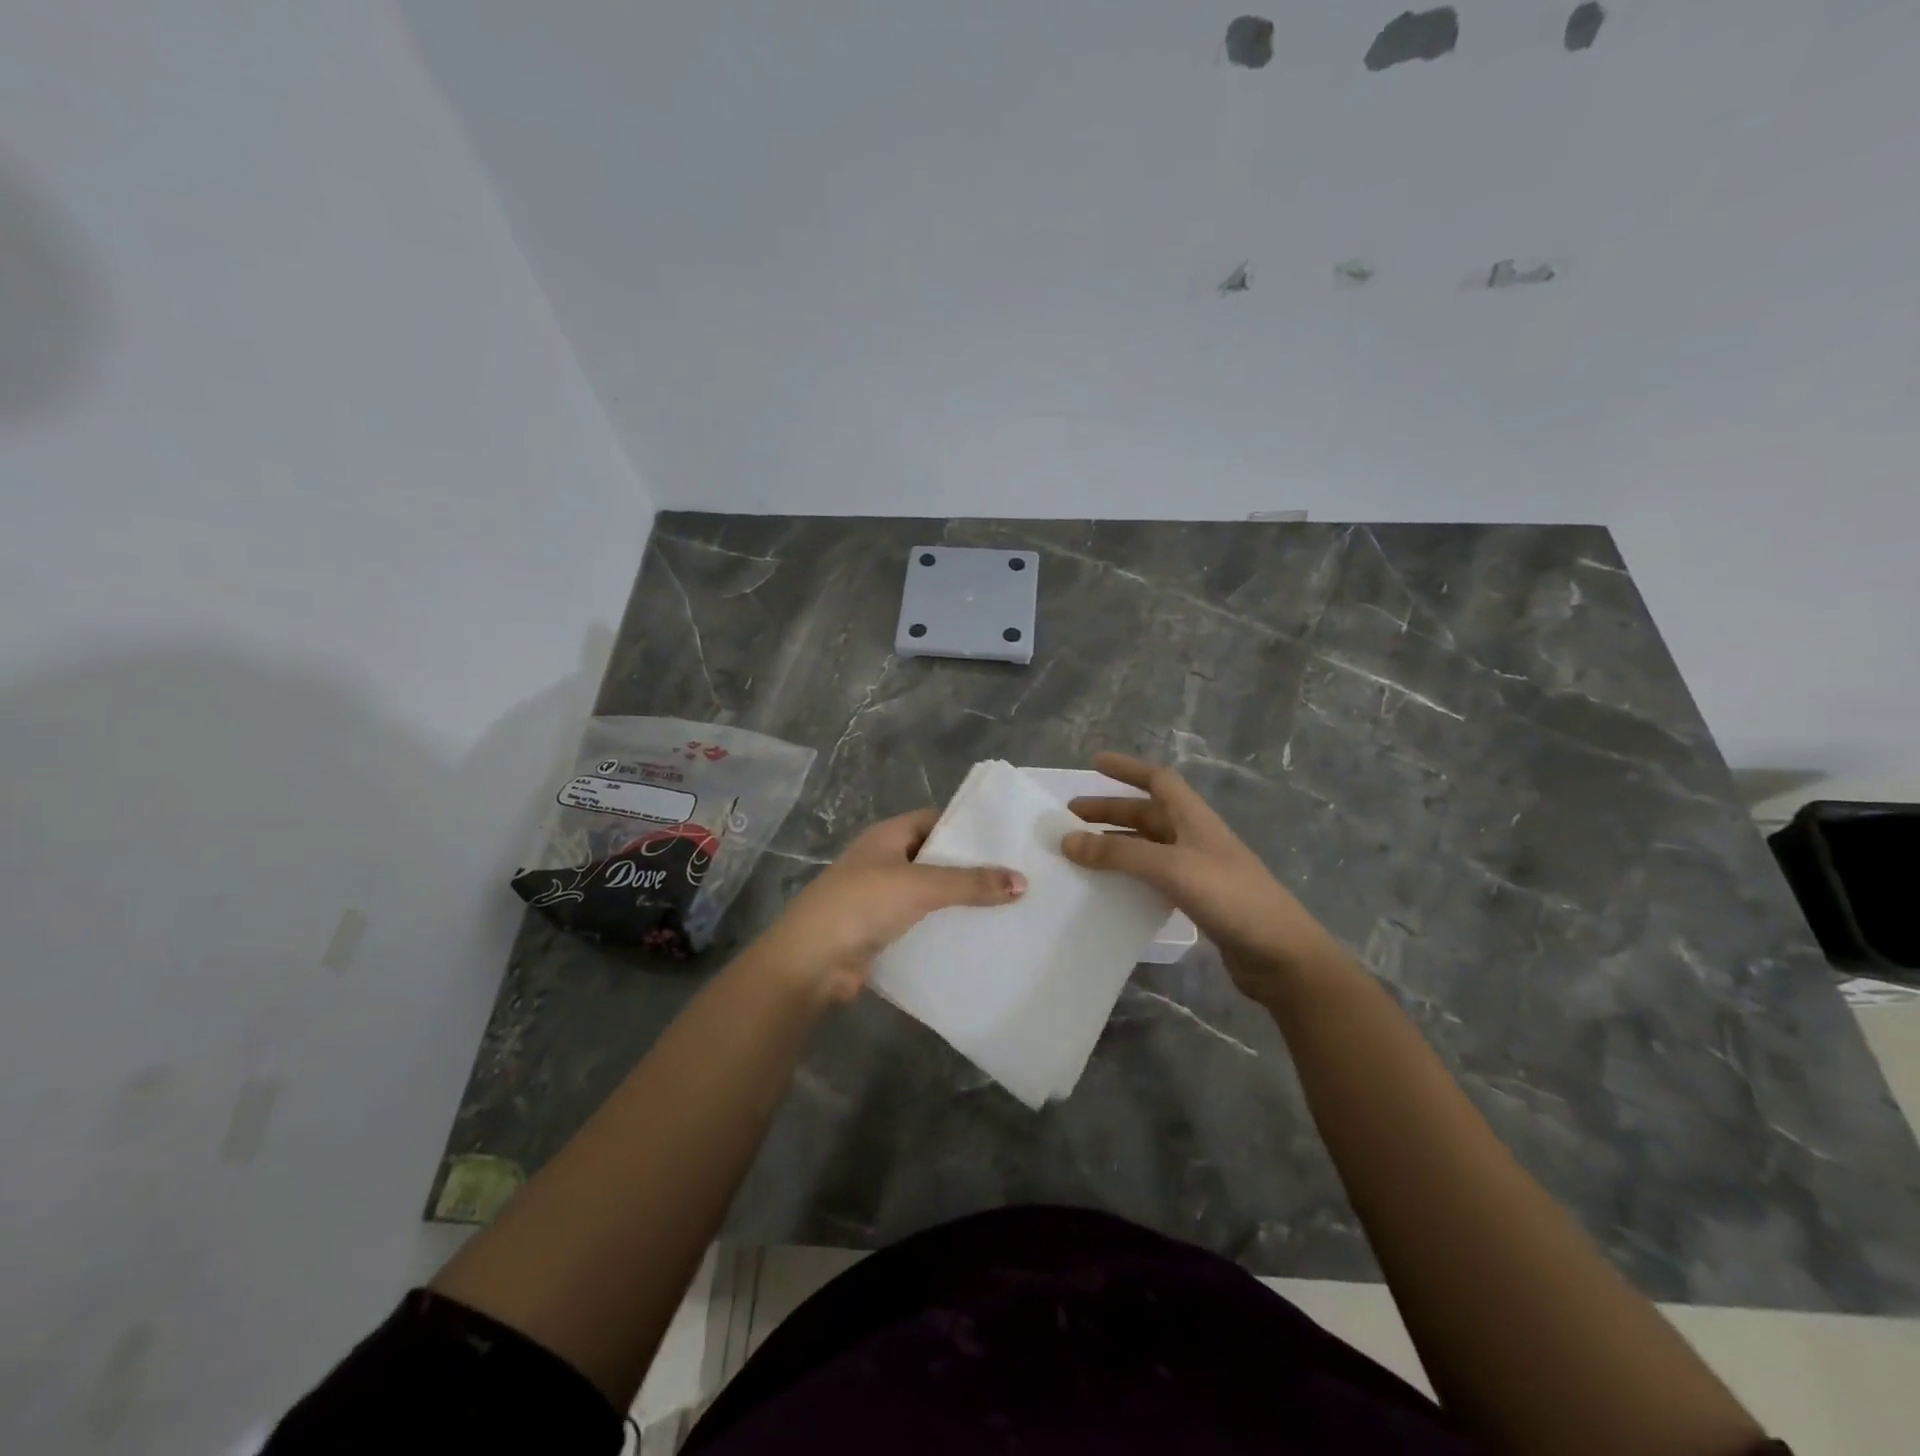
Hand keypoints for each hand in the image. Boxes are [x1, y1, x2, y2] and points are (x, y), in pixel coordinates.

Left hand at [757, 809, 1025, 1004]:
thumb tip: (1022, 881)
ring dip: (956, 902)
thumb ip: (970, 883)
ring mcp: (878, 898)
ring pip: (927, 894)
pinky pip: (919, 924)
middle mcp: (882, 861)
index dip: (966, 828)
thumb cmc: (863, 904)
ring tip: (1004, 909)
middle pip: (933, 858)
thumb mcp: (921, 886)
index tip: (1004, 841)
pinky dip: (941, 928)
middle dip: (968, 869)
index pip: (934, 821)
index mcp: (887, 837)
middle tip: (1014, 878)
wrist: (811, 960)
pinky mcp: (879, 932)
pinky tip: (973, 937)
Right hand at [1060, 752, 1344, 1005]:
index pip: (1159, 780)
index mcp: (1194, 819)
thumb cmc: (1230, 898)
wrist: (1281, 955)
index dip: (1128, 769)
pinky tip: (1110, 889)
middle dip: (1110, 811)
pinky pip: (1154, 877)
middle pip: (1148, 814)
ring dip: (1116, 844)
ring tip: (1081, 853)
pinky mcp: (1198, 900)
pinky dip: (1130, 875)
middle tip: (1070, 818)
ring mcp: (1198, 870)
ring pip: (1148, 847)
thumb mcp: (1170, 869)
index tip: (1095, 762)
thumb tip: (1067, 841)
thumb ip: (1119, 855)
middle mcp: (1195, 838)